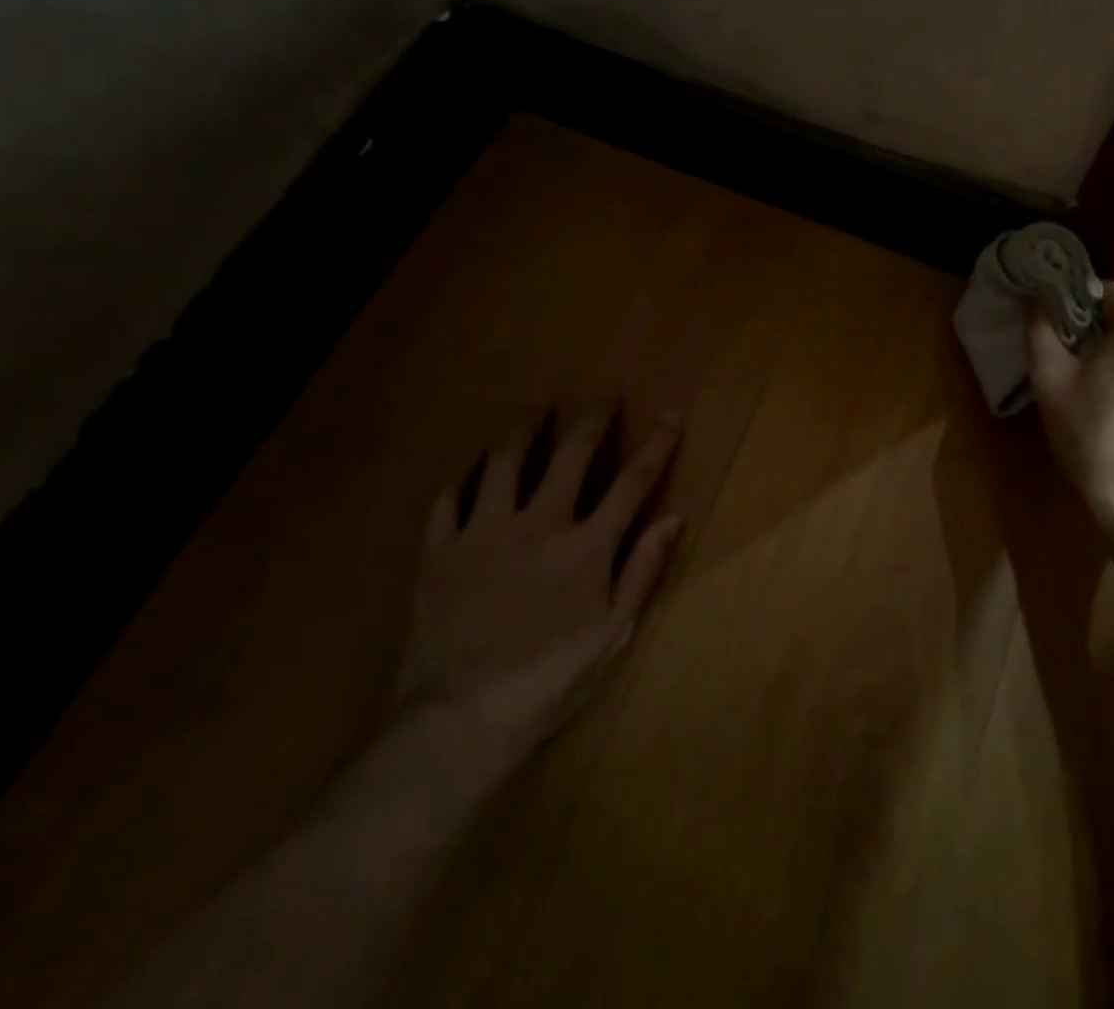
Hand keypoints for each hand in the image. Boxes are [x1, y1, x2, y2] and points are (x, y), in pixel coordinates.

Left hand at [394, 398, 682, 751]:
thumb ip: (642, 570)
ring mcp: (484, 532)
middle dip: (595, 416)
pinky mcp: (439, 548)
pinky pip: (449, 494)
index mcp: (586, 547)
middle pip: (573, 453)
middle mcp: (538, 525)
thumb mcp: (612, 633)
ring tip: (539, 406)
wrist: (459, 720)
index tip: (669, 414)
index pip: (633, 482)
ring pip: (506, 459)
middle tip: (604, 393)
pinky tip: (477, 460)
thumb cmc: (549, 680)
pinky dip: (465, 470)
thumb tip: (673, 518)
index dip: (657, 444)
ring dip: (527, 425)